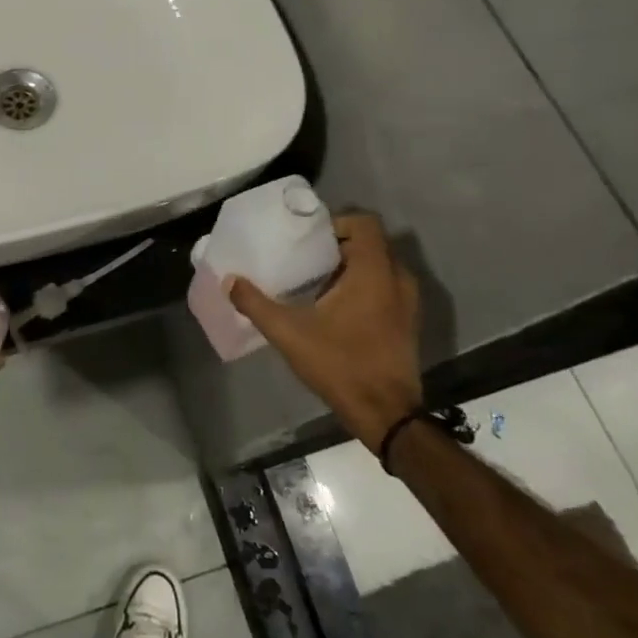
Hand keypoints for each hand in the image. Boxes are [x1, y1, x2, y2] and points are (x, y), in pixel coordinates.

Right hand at [227, 212, 421, 438]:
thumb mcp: (289, 333)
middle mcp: (397, 279)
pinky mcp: (407, 322)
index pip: (364, 222)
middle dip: (337, 246)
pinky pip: (386, 287)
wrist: (386, 414)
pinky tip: (335, 308)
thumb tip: (229, 281)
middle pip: (370, 242)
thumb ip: (256, 304)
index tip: (307, 240)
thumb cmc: (340, 365)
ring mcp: (408, 302)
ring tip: (316, 282)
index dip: (335, 223)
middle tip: (304, 258)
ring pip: (379, 266)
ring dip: (350, 267)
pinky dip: (363, 286)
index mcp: (374, 272)